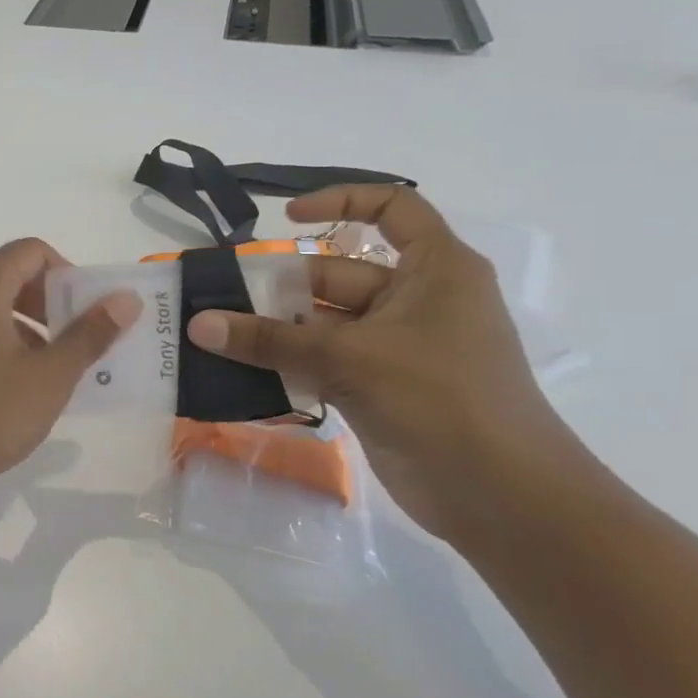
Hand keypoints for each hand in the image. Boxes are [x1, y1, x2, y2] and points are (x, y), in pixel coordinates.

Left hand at [0, 239, 141, 500]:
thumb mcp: (48, 378)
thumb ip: (89, 334)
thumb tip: (125, 299)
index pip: (31, 251)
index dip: (67, 274)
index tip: (85, 314)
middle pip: (4, 275)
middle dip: (45, 303)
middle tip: (69, 344)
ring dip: (17, 324)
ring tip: (39, 372)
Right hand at [185, 186, 581, 538]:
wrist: (499, 495)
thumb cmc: (440, 399)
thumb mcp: (348, 358)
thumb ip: (268, 340)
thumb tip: (198, 324)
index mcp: (434, 270)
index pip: (393, 209)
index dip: (341, 202)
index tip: (286, 220)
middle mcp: (415, 300)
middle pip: (335, 275)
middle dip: (277, 288)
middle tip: (217, 302)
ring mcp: (395, 347)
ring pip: (321, 324)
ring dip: (273, 332)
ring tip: (214, 338)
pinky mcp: (377, 387)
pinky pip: (320, 362)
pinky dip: (284, 365)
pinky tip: (239, 373)